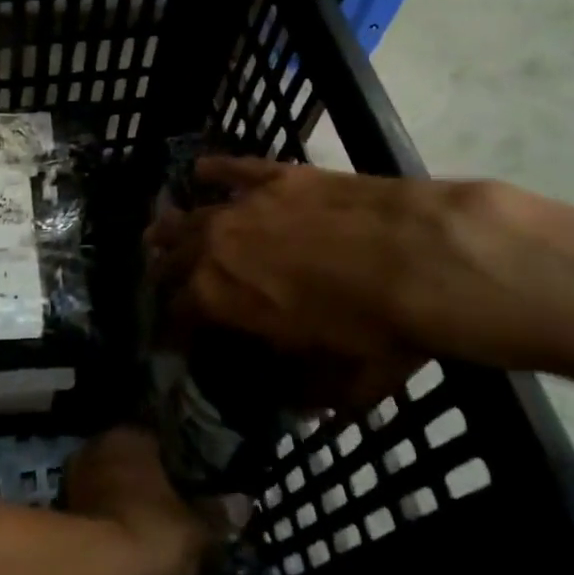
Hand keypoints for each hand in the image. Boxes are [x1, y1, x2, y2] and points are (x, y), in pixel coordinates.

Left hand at [1, 428, 204, 574]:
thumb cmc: (149, 535)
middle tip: (187, 521)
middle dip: (156, 494)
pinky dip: (118, 549)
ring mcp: (75, 491)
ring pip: (117, 504)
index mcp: (126, 436)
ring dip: (135, 522)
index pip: (160, 439)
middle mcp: (96, 453)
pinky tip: (141, 571)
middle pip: (135, 472)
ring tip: (168, 552)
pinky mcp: (64, 533)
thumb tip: (242, 504)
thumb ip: (219, 516)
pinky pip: (104, 534)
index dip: (182, 464)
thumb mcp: (198, 529)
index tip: (202, 487)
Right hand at [146, 157, 542, 406]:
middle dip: (161, 274)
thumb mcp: (346, 380)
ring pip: (190, 214)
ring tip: (157, 231)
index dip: (172, 329)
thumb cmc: (378, 328)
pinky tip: (200, 170)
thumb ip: (315, 391)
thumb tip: (304, 406)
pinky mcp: (274, 175)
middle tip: (157, 282)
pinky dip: (214, 170)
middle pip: (174, 260)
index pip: (178, 315)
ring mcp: (243, 205)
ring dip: (171, 227)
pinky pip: (232, 169)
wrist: (417, 256)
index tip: (172, 337)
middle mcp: (217, 248)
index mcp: (221, 300)